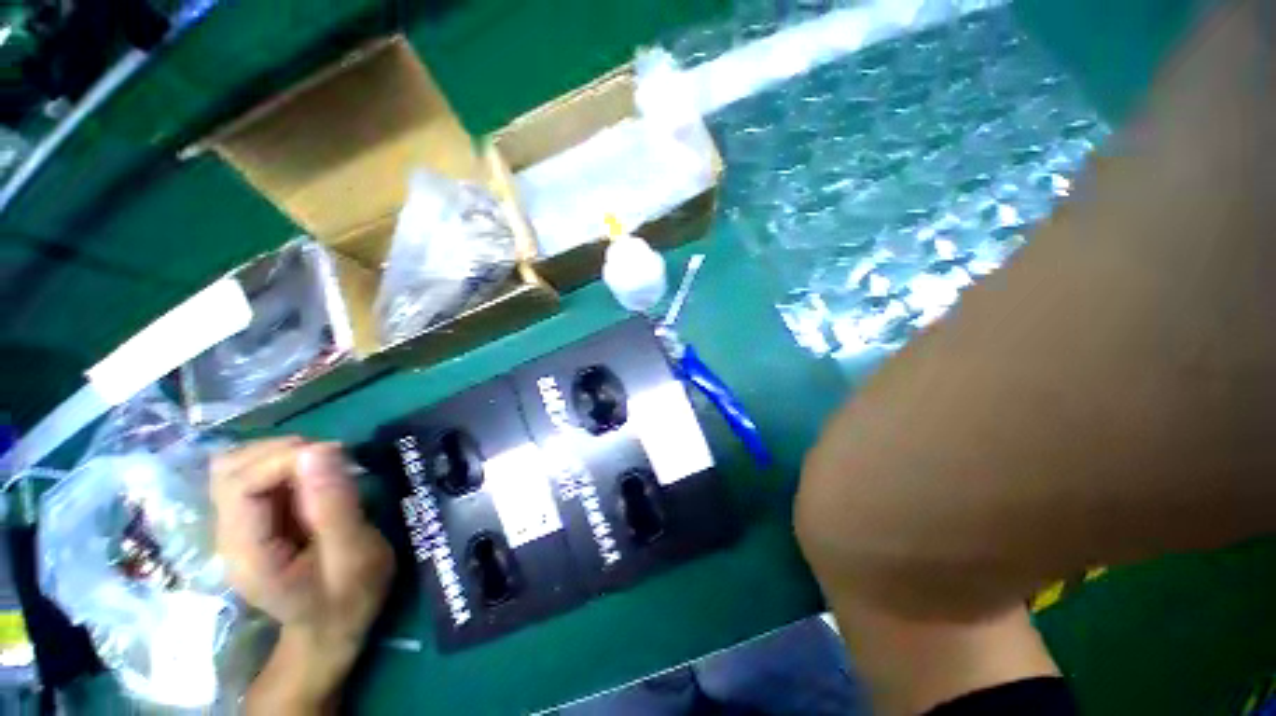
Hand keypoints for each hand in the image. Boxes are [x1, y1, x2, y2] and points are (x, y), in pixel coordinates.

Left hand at [212, 438, 394, 713]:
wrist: (330, 629)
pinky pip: (255, 476)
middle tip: (334, 460)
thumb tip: (320, 449)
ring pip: (237, 467)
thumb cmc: (348, 599)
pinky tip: (315, 477)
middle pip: (229, 470)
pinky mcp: (252, 521)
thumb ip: (335, 505)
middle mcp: (228, 535)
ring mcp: (236, 527)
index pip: (239, 486)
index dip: (282, 459)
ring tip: (326, 466)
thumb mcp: (355, 555)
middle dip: (282, 452)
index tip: (336, 454)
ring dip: (282, 455)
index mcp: (247, 553)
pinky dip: (285, 464)